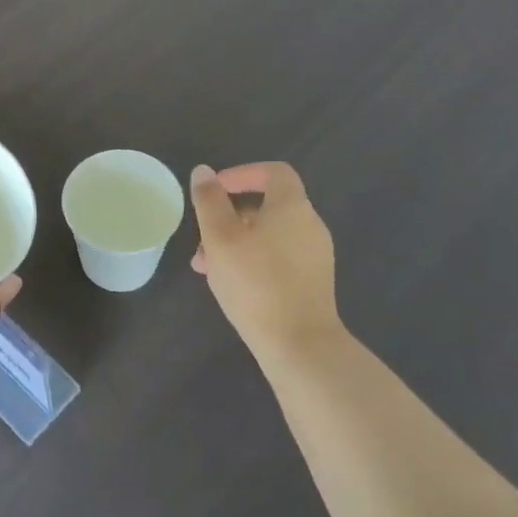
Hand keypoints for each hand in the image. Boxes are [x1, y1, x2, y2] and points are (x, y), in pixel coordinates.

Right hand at [189, 162, 341, 367]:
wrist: (299, 344)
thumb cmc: (255, 282)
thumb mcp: (220, 237)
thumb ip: (209, 201)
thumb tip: (204, 172)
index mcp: (292, 207)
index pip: (273, 172)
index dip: (243, 173)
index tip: (215, 189)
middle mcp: (310, 225)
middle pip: (267, 206)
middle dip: (229, 216)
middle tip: (202, 238)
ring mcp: (315, 256)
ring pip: (269, 235)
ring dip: (236, 242)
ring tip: (207, 267)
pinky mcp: (313, 282)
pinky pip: (278, 257)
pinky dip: (253, 260)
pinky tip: (231, 285)